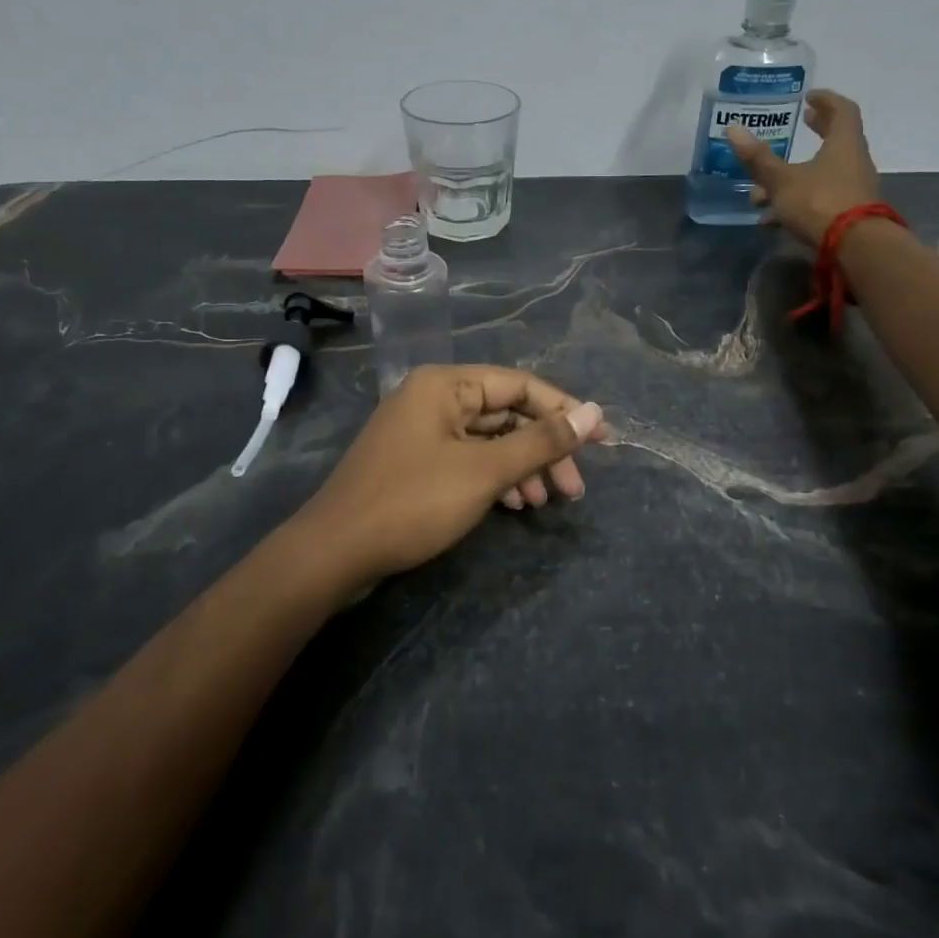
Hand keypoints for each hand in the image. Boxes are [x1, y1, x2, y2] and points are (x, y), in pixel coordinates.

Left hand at [294, 365, 606, 600]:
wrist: (335, 552)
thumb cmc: (413, 502)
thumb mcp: (485, 471)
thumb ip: (541, 441)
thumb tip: (594, 413)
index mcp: (446, 385)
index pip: (520, 385)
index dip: (565, 411)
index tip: (603, 440)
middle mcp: (434, 398)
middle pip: (506, 414)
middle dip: (544, 449)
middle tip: (575, 488)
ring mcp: (423, 432)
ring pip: (489, 441)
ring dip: (523, 468)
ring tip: (549, 502)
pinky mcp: (417, 463)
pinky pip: (468, 460)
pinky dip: (495, 479)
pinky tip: (516, 506)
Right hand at [725, 91, 880, 247]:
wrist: (855, 248)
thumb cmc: (819, 202)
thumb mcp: (782, 180)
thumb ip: (758, 158)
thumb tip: (733, 129)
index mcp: (843, 144)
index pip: (842, 110)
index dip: (826, 100)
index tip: (809, 97)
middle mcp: (853, 162)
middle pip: (835, 140)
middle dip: (815, 133)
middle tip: (801, 124)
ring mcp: (853, 190)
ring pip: (821, 175)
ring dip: (793, 177)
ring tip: (760, 192)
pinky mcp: (848, 215)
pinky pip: (819, 200)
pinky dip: (796, 203)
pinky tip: (770, 220)